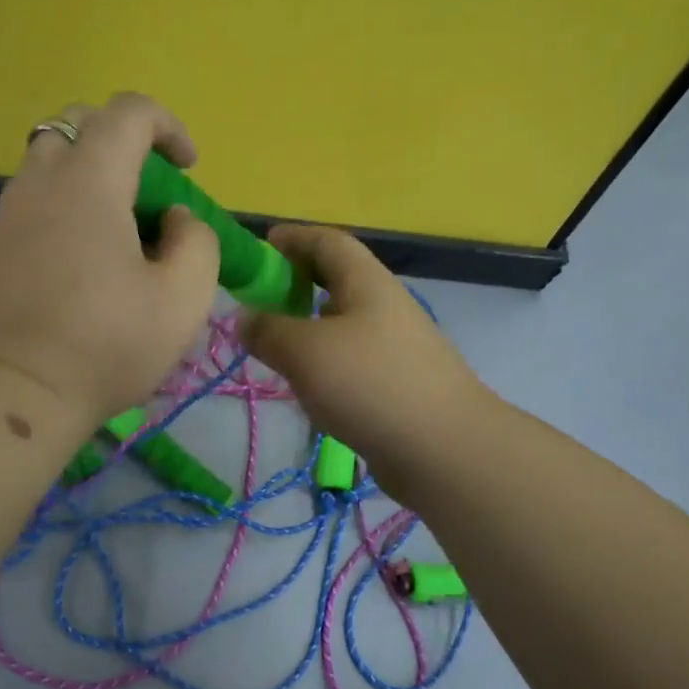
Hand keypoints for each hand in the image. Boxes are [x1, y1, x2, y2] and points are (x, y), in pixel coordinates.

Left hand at [0, 93, 219, 428]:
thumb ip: (196, 241)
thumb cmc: (106, 343)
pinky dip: (67, 204)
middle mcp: (41, 181)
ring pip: (52, 160)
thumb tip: (174, 220)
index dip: (168, 126)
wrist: (14, 393)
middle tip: (151, 192)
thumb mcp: (183, 298)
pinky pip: (35, 198)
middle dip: (124, 141)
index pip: (128, 112)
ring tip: (121, 230)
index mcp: (89, 181)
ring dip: (93, 174)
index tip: (188, 169)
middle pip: (79, 124)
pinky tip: (86, 259)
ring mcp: (9, 212)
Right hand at [239, 225, 488, 492]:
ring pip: (343, 322)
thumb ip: (268, 330)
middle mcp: (383, 306)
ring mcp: (395, 347)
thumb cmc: (370, 384)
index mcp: (366, 282)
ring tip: (274, 343)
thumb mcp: (305, 352)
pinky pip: (351, 358)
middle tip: (259, 299)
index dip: (293, 238)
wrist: (444, 449)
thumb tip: (244, 317)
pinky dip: (324, 361)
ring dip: (308, 325)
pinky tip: (307, 384)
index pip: (327, 242)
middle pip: (337, 280)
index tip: (260, 246)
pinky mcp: (396, 384)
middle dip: (297, 282)